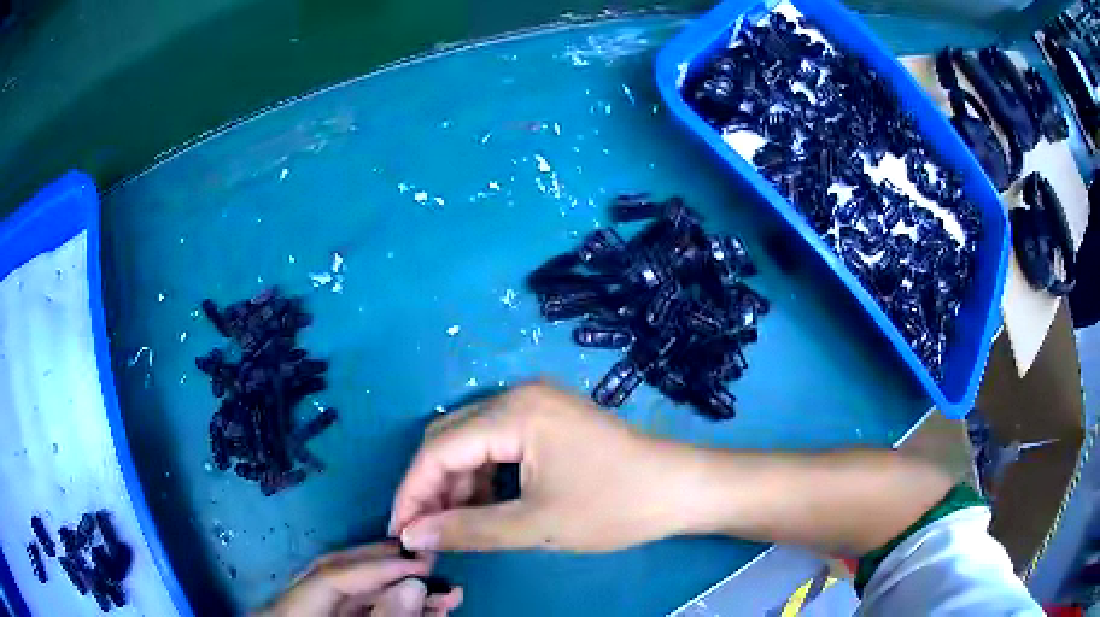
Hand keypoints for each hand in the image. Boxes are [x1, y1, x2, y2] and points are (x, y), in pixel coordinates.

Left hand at [257, 541, 462, 616]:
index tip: (424, 565)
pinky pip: (358, 614)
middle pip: (338, 577)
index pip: (328, 578)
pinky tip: (430, 613)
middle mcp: (291, 611)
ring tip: (446, 594)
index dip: (376, 568)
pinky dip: (392, 610)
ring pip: (353, 596)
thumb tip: (413, 584)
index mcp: (286, 616)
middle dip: (389, 570)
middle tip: (433, 563)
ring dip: (399, 592)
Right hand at [389, 382, 694, 552]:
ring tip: (453, 527)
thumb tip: (412, 536)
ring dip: (456, 484)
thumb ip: (467, 530)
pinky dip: (483, 477)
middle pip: (450, 441)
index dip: (412, 493)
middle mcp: (518, 396)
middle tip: (424, 533)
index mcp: (513, 412)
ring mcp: (536, 405)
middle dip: (431, 488)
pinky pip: (497, 445)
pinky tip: (483, 507)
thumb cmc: (615, 506)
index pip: (438, 450)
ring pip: (472, 443)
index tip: (399, 532)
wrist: (682, 488)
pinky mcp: (549, 420)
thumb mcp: (536, 524)